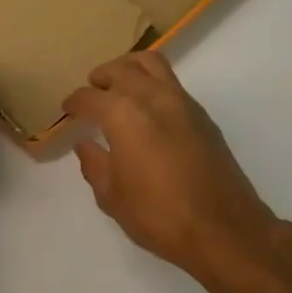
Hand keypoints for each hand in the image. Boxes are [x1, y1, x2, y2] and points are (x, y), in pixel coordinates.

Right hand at [62, 52, 276, 287]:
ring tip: (120, 86)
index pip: (90, 97)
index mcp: (124, 114)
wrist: (223, 228)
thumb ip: (94, 164)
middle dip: (102, 76)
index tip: (68, 109)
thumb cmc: (158, 214)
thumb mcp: (112, 196)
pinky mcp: (202, 115)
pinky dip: (153, 83)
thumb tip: (85, 144)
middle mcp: (152, 97)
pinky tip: (147, 109)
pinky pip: (171, 83)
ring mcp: (182, 102)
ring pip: (152, 63)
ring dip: (130, 68)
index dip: (75, 102)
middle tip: (92, 90)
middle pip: (122, 68)